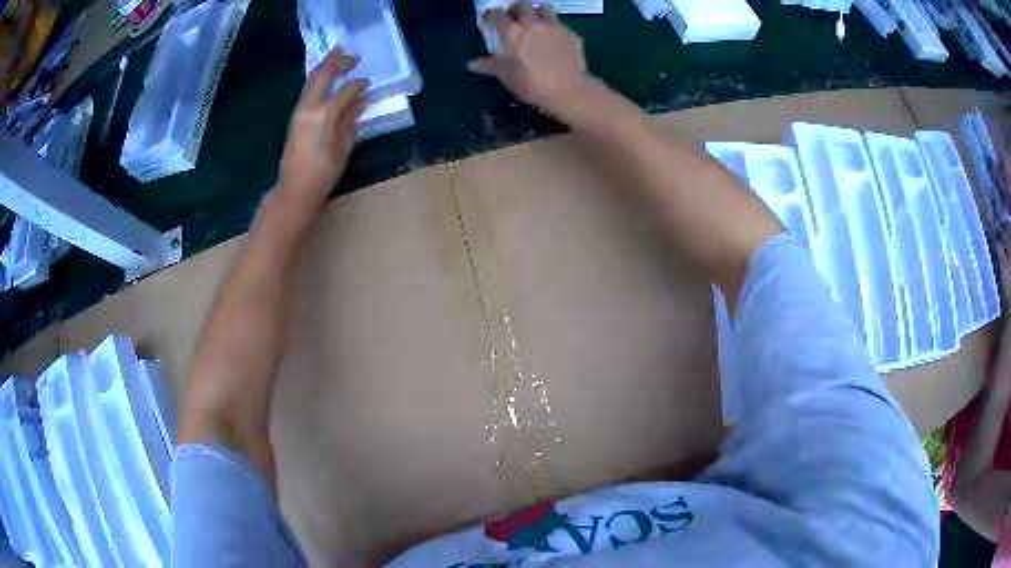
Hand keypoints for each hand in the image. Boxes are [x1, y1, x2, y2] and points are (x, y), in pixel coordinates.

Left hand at [279, 48, 368, 209]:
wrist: (295, 189)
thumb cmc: (322, 173)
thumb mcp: (343, 148)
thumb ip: (351, 120)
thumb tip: (361, 101)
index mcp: (324, 116)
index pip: (345, 90)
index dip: (359, 84)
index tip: (369, 84)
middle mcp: (309, 108)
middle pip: (323, 76)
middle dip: (338, 62)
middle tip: (353, 55)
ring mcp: (299, 112)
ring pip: (312, 81)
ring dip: (326, 66)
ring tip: (337, 55)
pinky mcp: (295, 118)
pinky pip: (308, 91)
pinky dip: (318, 79)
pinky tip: (326, 76)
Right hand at [470, 2, 589, 118]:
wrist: (568, 90)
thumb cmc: (531, 83)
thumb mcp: (506, 76)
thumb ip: (489, 66)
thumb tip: (471, 64)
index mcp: (513, 32)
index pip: (497, 15)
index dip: (492, 15)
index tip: (490, 19)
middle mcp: (533, 24)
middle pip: (523, 6)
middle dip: (517, 9)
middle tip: (515, 18)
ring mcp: (554, 27)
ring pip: (545, 9)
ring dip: (538, 12)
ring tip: (536, 22)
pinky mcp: (571, 34)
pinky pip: (560, 24)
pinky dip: (554, 27)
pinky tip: (554, 39)